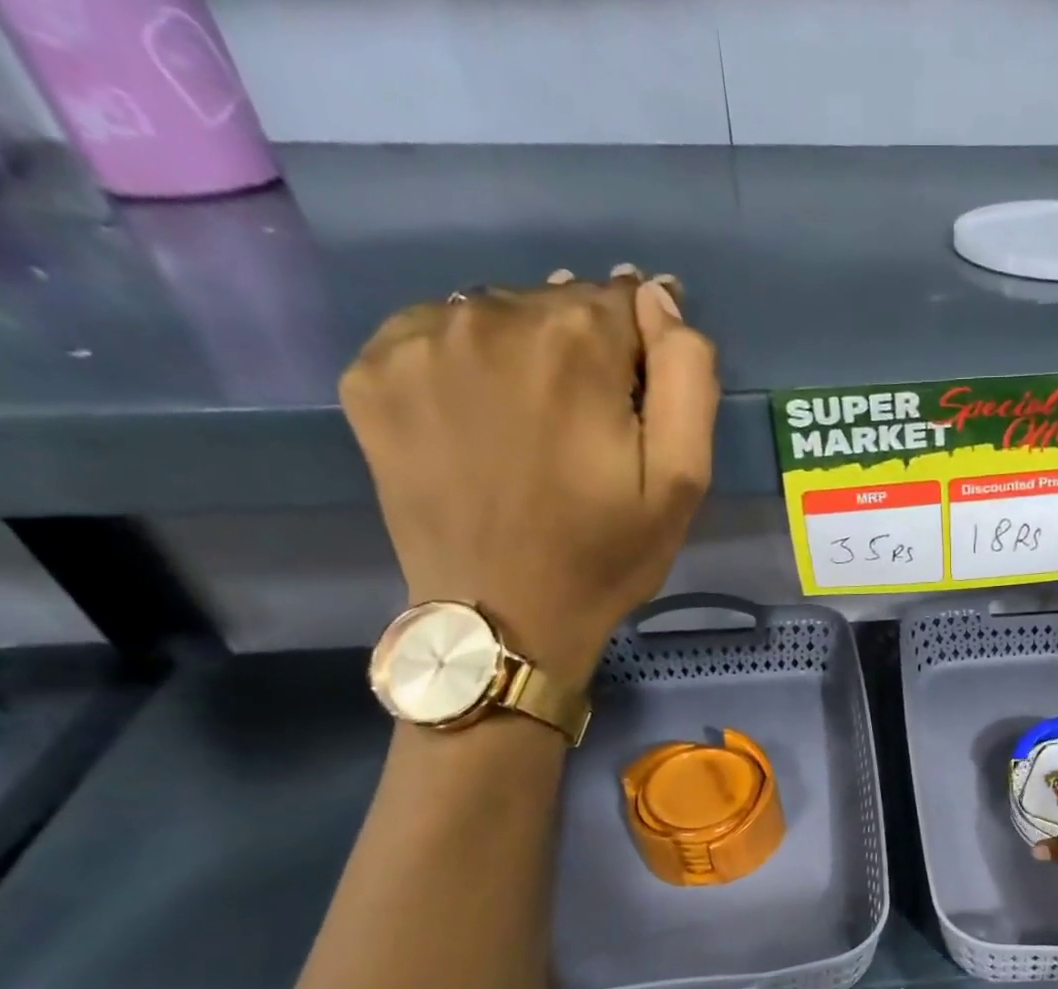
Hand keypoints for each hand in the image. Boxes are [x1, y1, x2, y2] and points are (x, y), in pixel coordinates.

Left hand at [340, 267, 719, 681]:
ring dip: (522, 358)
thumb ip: (687, 377)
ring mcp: (417, 343)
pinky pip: (433, 339)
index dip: (640, 356)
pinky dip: (461, 368)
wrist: (501, 619)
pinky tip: (475, 426)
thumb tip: (658, 300)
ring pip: (494, 318)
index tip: (634, 410)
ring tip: (529, 432)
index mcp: (574, 342)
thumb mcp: (682, 481)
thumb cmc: (604, 556)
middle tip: (583, 432)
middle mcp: (488, 317)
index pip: (626, 301)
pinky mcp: (370, 375)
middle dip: (582, 355)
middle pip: (557, 305)